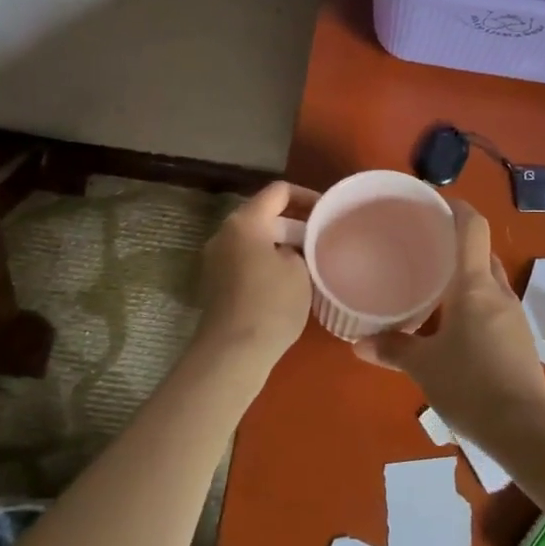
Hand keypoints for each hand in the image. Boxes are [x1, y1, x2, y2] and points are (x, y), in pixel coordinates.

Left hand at [193, 181, 319, 376]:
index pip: (279, 191)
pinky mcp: (215, 283)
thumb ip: (301, 249)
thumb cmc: (271, 304)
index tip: (329, 212)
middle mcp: (225, 233)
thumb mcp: (300, 270)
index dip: (307, 196)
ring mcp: (216, 259)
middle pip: (265, 216)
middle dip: (296, 225)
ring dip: (282, 245)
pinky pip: (246, 260)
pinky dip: (267, 262)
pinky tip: (290, 281)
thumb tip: (294, 250)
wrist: (233, 353)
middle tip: (324, 239)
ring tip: (312, 260)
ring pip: (256, 240)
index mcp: (245, 221)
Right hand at [360, 200, 544, 445]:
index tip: (436, 202)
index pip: (473, 228)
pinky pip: (494, 308)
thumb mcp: (424, 366)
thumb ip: (392, 349)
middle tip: (425, 249)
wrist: (525, 430)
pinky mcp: (520, 341)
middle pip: (482, 254)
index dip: (457, 208)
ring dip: (467, 278)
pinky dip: (475, 305)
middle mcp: (498, 292)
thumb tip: (358, 344)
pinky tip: (455, 326)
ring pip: (489, 283)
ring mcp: (514, 317)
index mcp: (475, 285)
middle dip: (457, 246)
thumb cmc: (470, 385)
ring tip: (435, 287)